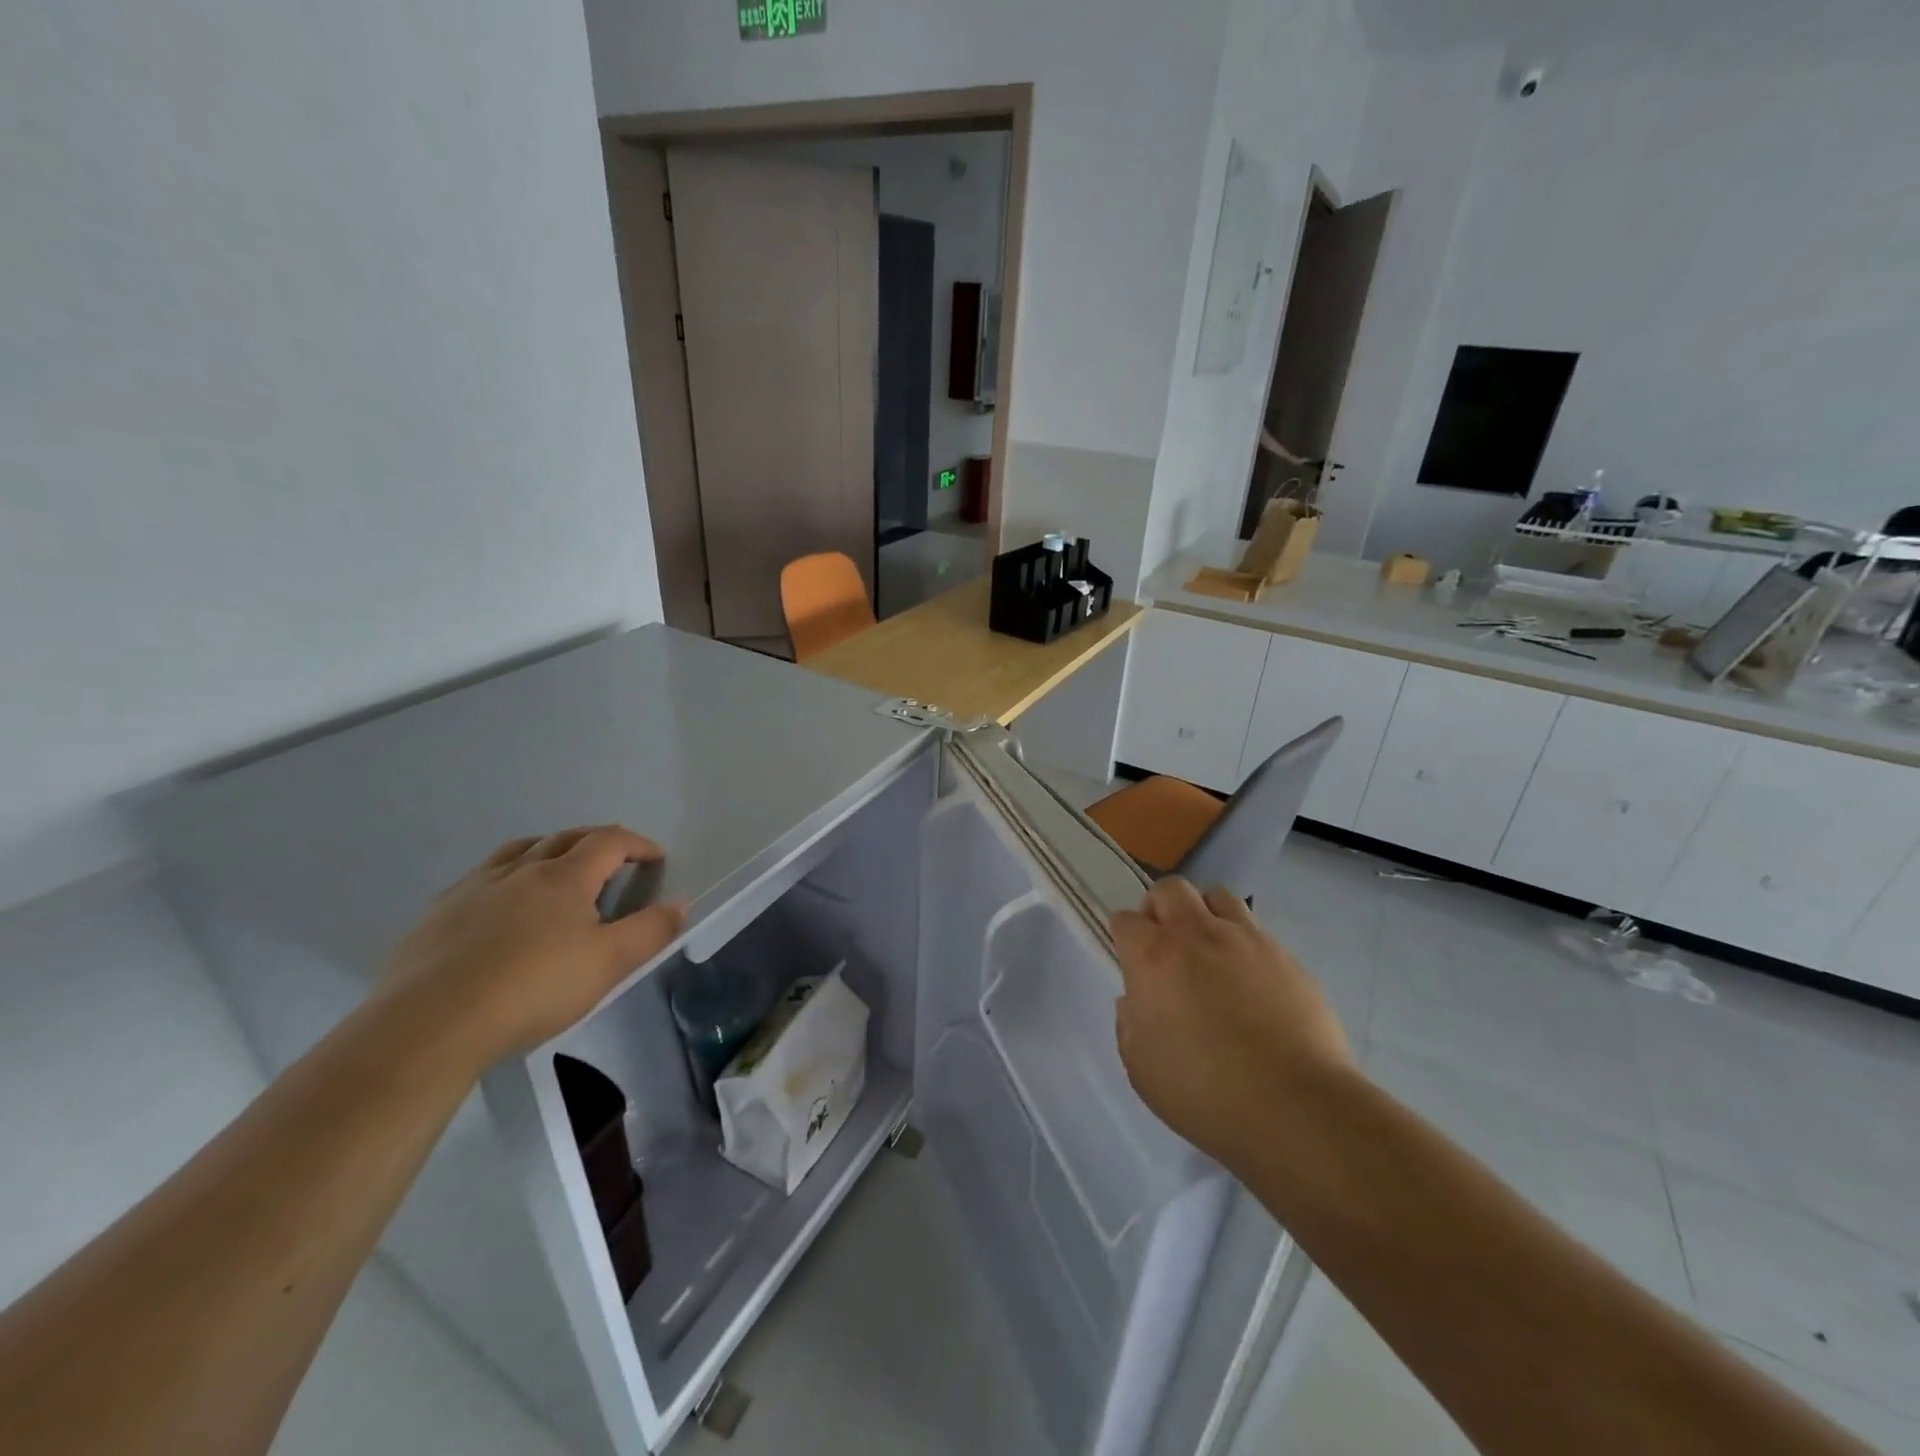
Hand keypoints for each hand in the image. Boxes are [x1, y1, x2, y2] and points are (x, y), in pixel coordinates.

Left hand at [376, 826, 686, 1066]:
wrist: (431, 1024)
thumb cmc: (533, 988)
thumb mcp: (609, 964)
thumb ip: (650, 931)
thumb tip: (680, 904)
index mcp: (565, 877)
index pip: (609, 842)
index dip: (638, 845)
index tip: (656, 858)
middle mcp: (521, 870)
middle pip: (565, 838)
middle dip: (597, 841)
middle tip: (615, 858)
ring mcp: (474, 888)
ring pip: (518, 850)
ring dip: (548, 848)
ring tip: (557, 866)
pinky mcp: (439, 914)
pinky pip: (480, 877)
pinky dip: (505, 875)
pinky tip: (500, 902)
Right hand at [1111, 878, 1352, 1168]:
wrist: (1297, 1107)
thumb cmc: (1206, 1094)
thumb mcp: (1142, 1070)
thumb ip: (1130, 1025)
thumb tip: (1136, 1001)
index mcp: (1154, 958)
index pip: (1126, 920)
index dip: (1124, 936)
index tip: (1130, 958)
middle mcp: (1197, 934)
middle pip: (1171, 890)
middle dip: (1160, 908)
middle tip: (1165, 943)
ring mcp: (1247, 940)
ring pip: (1218, 896)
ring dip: (1205, 914)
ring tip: (1210, 951)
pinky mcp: (1286, 956)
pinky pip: (1256, 930)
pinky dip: (1243, 943)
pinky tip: (1250, 980)